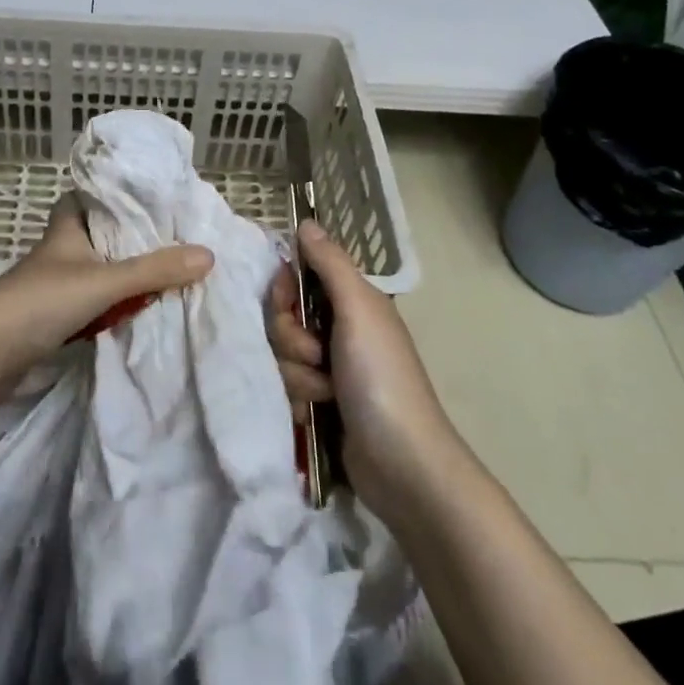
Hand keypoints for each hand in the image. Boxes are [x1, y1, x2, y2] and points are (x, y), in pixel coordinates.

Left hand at [0, 197, 212, 383]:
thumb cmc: (40, 302)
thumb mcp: (105, 281)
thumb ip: (154, 270)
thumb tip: (208, 254)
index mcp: (66, 230)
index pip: (86, 197)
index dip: (112, 194)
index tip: (147, 197)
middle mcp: (59, 254)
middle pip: (96, 237)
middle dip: (127, 240)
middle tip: (168, 240)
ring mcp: (51, 289)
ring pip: (94, 273)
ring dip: (121, 277)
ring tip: (163, 276)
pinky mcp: (49, 321)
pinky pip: (89, 306)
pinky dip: (110, 309)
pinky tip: (135, 314)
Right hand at [267, 220, 463, 519]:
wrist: (400, 463)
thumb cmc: (381, 377)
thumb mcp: (358, 310)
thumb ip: (330, 264)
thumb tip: (306, 221)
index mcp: (352, 302)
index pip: (298, 278)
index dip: (285, 290)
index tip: (287, 304)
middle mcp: (340, 330)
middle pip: (284, 319)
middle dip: (292, 339)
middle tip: (316, 356)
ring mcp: (330, 369)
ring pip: (282, 355)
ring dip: (297, 375)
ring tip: (324, 393)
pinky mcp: (321, 403)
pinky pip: (287, 386)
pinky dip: (298, 399)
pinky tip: (315, 414)